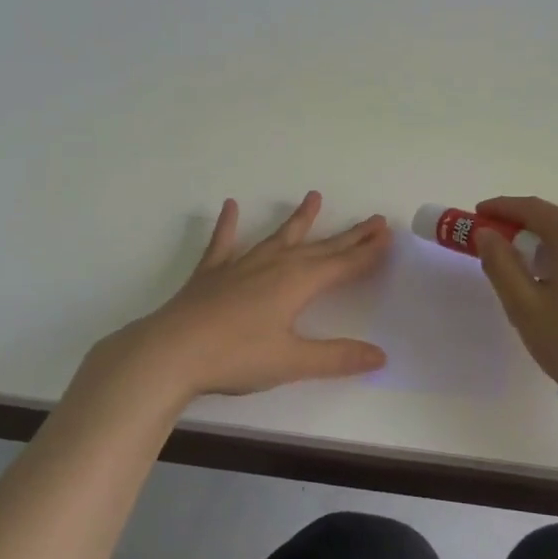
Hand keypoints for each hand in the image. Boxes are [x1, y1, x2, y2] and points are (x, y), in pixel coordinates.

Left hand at [86, 191, 391, 405]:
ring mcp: (241, 265)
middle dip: (349, 236)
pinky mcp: (212, 273)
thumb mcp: (292, 361)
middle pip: (320, 247)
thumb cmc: (236, 357)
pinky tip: (229, 207)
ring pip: (278, 237)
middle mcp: (274, 265)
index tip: (387, 236)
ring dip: (299, 220)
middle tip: (374, 220)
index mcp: (297, 283)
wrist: (170, 352)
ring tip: (314, 197)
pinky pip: (223, 243)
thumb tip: (381, 355)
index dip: (367, 253)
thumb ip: (337, 358)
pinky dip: (228, 225)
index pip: (342, 265)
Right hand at [474, 195, 557, 413]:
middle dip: (523, 231)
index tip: (477, 215)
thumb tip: (486, 234)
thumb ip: (500, 263)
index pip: (533, 208)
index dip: (501, 208)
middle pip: (557, 223)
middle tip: (497, 251)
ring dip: (548, 250)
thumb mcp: (524, 306)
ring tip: (528, 279)